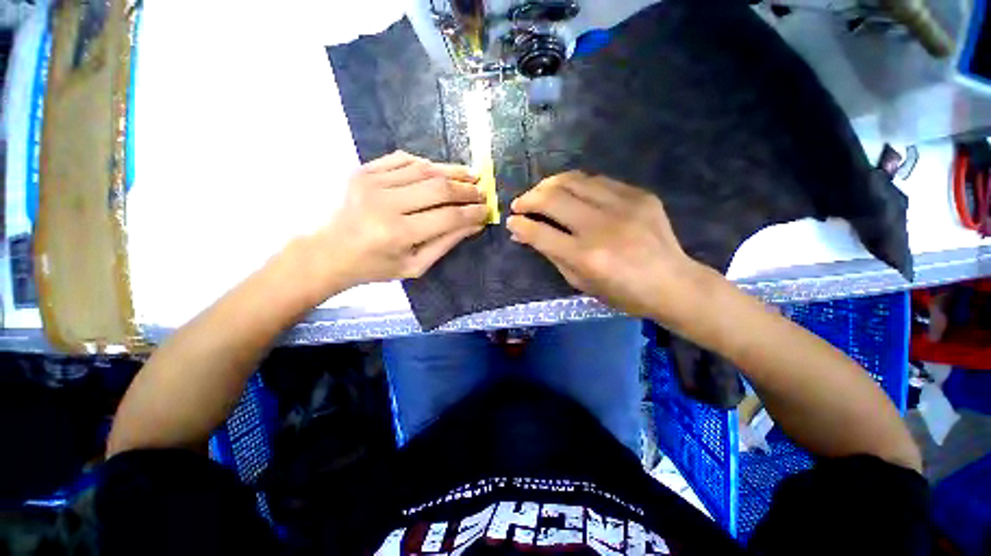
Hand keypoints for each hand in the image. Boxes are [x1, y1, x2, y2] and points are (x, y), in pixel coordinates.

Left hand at [309, 151, 488, 292]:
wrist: (329, 251)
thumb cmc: (375, 266)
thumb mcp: (415, 265)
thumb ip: (447, 243)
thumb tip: (475, 224)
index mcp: (398, 234)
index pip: (448, 217)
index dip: (472, 212)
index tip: (487, 210)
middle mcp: (385, 203)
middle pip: (438, 188)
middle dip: (467, 189)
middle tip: (482, 191)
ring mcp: (372, 182)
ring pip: (424, 169)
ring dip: (452, 171)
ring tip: (470, 176)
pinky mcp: (364, 170)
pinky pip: (403, 159)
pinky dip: (427, 164)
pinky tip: (440, 171)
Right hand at [507, 171, 708, 320]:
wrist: (673, 283)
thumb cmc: (622, 293)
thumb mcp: (580, 282)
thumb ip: (550, 254)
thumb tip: (522, 234)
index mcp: (586, 256)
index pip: (540, 232)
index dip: (519, 225)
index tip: (511, 221)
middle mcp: (601, 226)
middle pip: (552, 198)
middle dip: (528, 199)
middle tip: (519, 204)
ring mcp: (623, 206)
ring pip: (572, 180)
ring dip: (548, 185)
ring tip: (539, 193)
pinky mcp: (639, 194)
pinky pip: (597, 181)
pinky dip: (576, 185)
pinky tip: (570, 193)